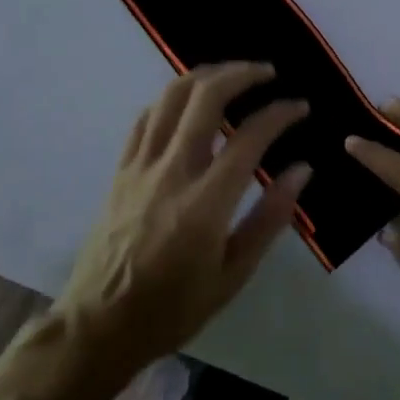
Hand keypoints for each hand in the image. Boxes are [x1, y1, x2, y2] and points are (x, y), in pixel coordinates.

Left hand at [54, 63, 309, 385]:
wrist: (98, 327)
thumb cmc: (173, 309)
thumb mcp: (233, 276)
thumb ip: (270, 218)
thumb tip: (302, 169)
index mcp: (205, 203)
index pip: (250, 138)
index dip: (280, 114)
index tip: (300, 107)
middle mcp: (171, 172)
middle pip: (206, 97)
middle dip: (242, 74)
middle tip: (267, 73)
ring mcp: (140, 167)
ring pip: (171, 97)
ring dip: (206, 76)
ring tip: (231, 75)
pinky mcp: (120, 170)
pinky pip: (146, 118)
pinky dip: (173, 99)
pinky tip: (189, 102)